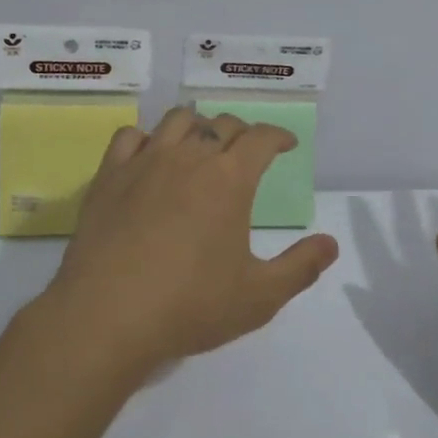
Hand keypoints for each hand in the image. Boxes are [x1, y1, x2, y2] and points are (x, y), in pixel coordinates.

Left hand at [42, 106, 340, 373]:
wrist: (106, 317)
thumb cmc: (189, 305)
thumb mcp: (259, 297)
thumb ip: (300, 267)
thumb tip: (331, 244)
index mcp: (230, 179)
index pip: (261, 138)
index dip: (278, 136)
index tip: (287, 144)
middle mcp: (189, 158)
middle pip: (222, 125)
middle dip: (242, 132)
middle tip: (247, 151)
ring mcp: (144, 162)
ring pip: (177, 121)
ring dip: (198, 125)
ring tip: (202, 144)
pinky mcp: (109, 176)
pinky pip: (130, 137)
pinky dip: (147, 138)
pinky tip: (150, 155)